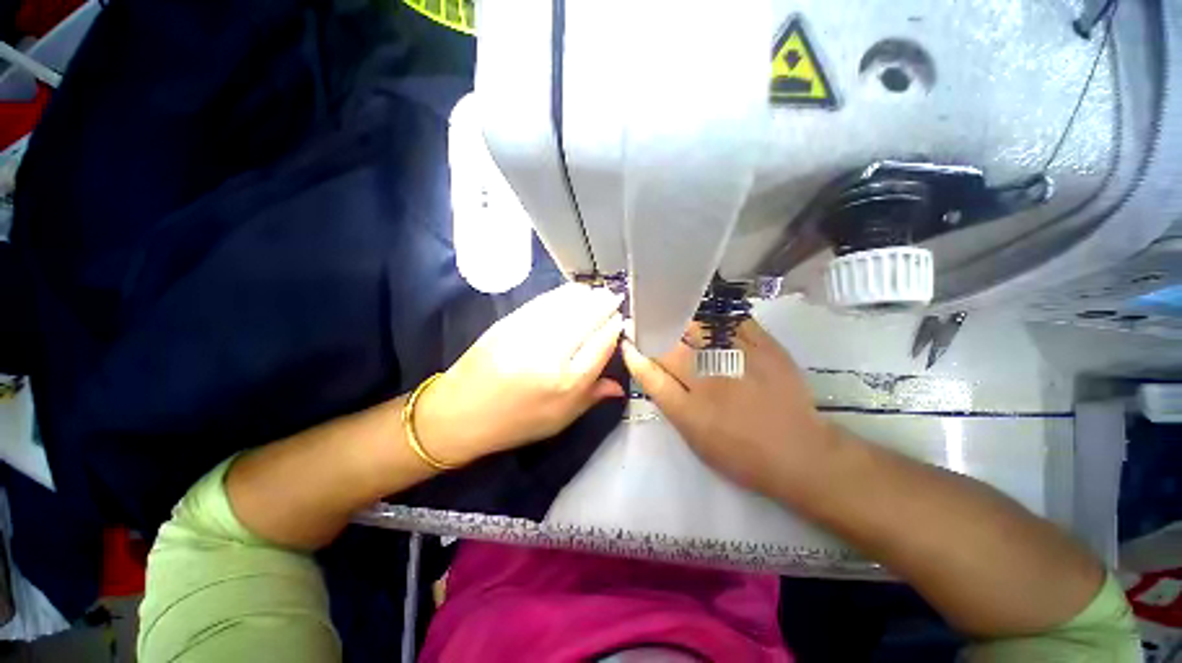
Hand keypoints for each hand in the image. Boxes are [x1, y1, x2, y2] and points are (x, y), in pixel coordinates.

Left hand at [414, 283, 625, 465]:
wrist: (461, 413)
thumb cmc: (516, 422)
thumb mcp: (560, 419)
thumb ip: (592, 397)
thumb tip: (621, 384)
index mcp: (569, 383)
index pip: (602, 345)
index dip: (614, 328)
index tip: (620, 320)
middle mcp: (553, 355)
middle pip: (588, 320)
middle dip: (605, 305)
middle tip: (614, 297)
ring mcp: (529, 335)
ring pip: (568, 306)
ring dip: (587, 296)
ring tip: (597, 292)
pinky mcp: (510, 323)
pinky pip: (544, 302)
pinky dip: (562, 294)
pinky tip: (572, 291)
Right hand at [622, 319, 838, 498]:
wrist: (799, 452)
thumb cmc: (741, 454)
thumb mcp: (695, 439)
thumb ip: (670, 403)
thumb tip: (651, 371)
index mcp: (689, 409)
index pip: (650, 375)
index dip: (634, 356)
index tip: (627, 342)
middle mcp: (708, 381)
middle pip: (670, 347)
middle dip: (654, 333)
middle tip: (650, 323)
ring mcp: (738, 361)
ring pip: (697, 328)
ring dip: (680, 320)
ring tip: (675, 312)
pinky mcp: (765, 348)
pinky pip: (734, 320)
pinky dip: (717, 314)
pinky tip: (710, 314)